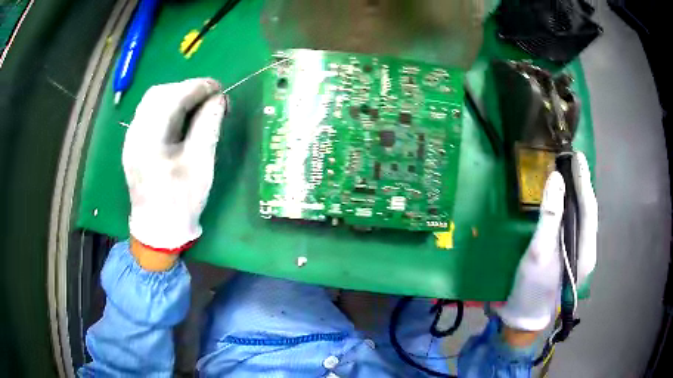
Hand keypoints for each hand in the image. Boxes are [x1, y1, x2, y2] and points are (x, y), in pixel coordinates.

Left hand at [122, 78, 227, 257]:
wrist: (158, 231)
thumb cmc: (181, 202)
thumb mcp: (200, 164)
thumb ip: (208, 126)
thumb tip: (219, 98)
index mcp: (148, 139)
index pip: (172, 97)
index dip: (198, 87)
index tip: (219, 89)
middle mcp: (135, 133)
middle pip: (158, 94)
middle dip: (186, 89)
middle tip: (209, 98)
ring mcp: (131, 139)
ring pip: (152, 102)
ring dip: (176, 97)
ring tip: (197, 105)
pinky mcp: (133, 145)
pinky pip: (149, 114)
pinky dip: (168, 108)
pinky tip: (181, 119)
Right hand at [497, 152, 597, 332]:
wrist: (525, 317)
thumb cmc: (532, 288)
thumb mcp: (538, 252)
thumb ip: (550, 216)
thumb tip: (556, 179)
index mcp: (585, 252)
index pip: (588, 209)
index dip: (583, 181)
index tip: (577, 156)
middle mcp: (587, 251)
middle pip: (588, 212)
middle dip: (582, 185)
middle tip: (572, 161)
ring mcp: (580, 255)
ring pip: (582, 218)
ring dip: (577, 195)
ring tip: (569, 174)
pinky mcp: (571, 256)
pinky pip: (575, 225)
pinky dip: (571, 208)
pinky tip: (565, 199)